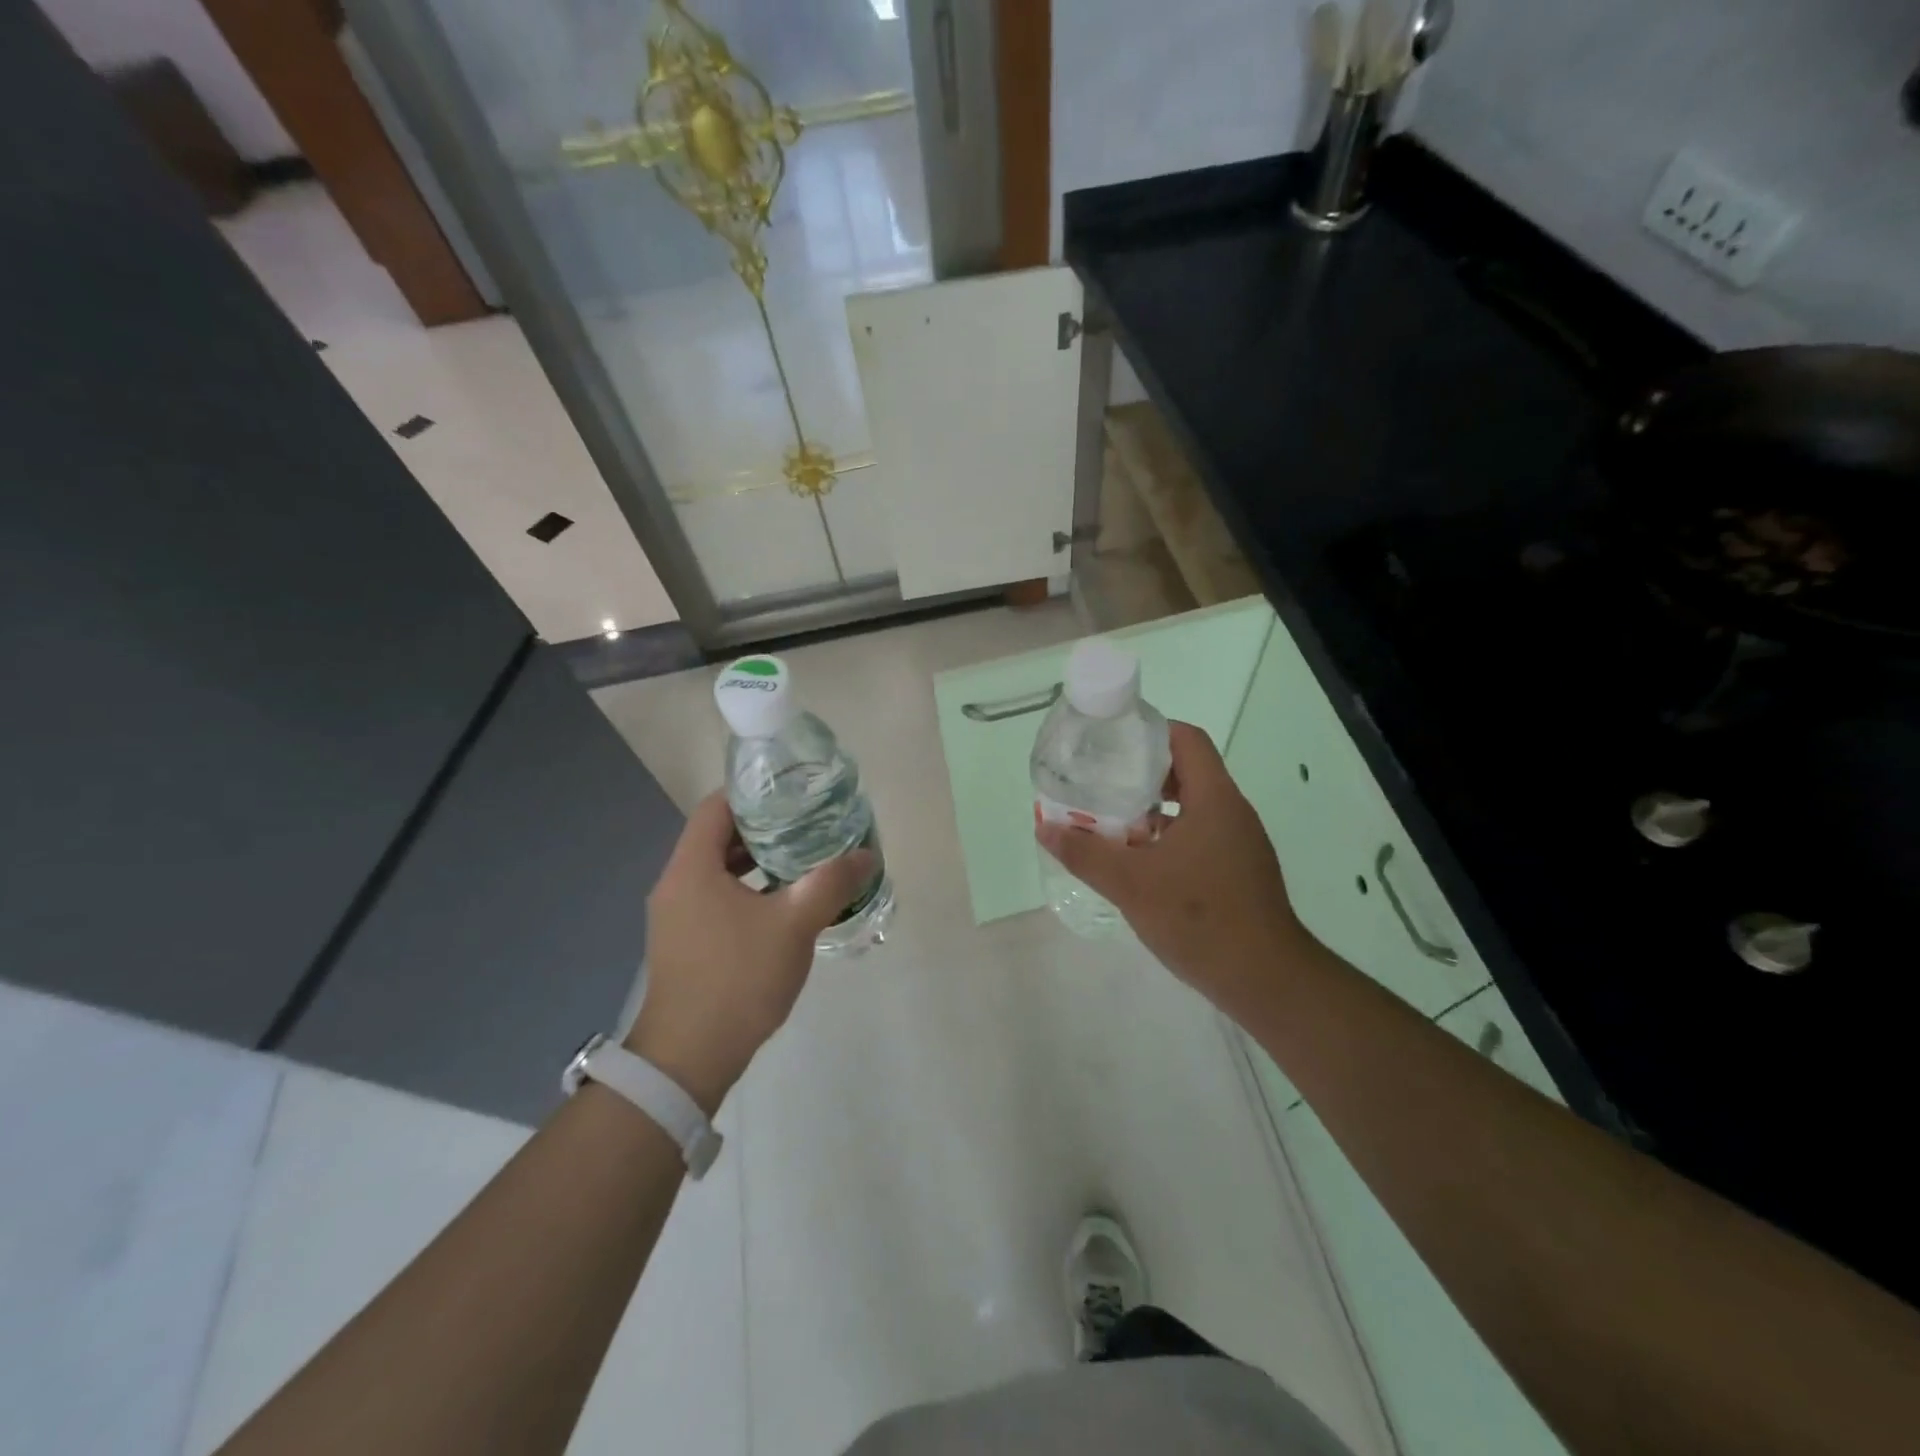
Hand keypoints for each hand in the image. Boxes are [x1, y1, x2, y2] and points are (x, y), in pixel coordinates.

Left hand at [627, 792, 873, 1113]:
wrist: (689, 1058)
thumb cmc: (738, 979)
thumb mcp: (794, 925)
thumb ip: (831, 883)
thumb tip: (866, 855)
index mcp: (692, 868)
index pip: (717, 806)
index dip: (755, 794)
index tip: (795, 793)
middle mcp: (676, 884)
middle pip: (718, 836)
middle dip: (764, 828)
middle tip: (809, 824)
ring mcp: (676, 916)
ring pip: (718, 870)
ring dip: (758, 862)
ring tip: (804, 859)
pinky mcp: (684, 942)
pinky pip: (716, 898)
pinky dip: (748, 890)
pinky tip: (784, 904)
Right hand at [1036, 720, 1310, 1014]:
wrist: (1265, 980)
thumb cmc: (1200, 918)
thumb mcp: (1131, 884)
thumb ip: (1086, 854)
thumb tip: (1046, 829)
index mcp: (1214, 799)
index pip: (1186, 739)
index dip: (1149, 732)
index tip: (1112, 744)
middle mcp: (1232, 812)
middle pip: (1187, 771)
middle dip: (1141, 774)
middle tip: (1101, 784)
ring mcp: (1240, 843)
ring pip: (1192, 807)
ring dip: (1153, 809)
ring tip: (1112, 822)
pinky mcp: (1240, 870)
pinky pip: (1200, 835)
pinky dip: (1168, 836)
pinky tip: (1140, 862)